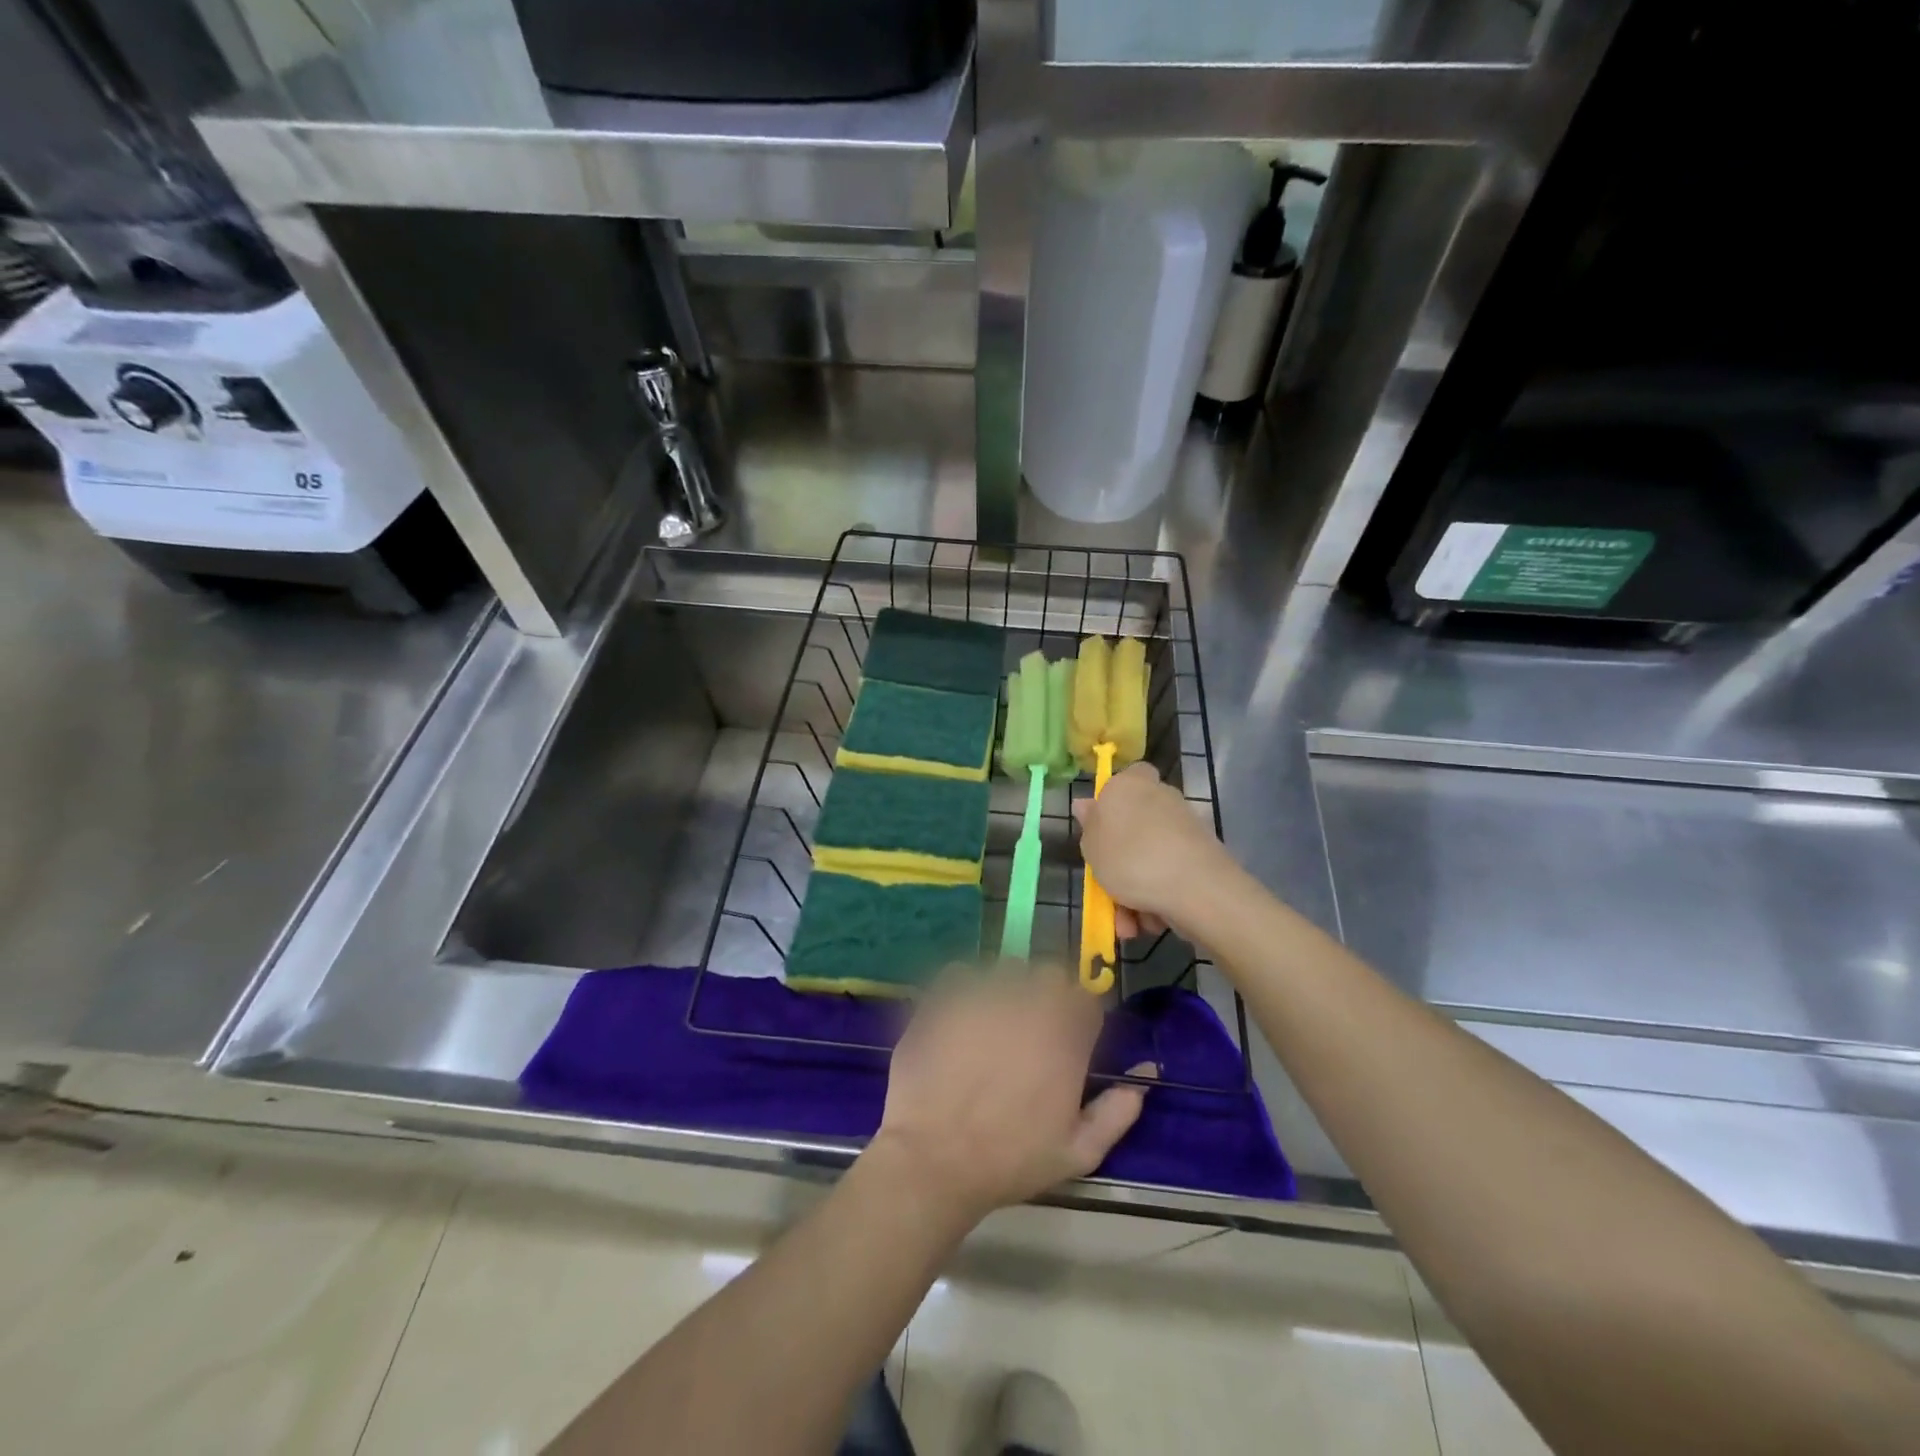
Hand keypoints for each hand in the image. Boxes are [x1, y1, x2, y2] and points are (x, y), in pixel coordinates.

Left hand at [868, 967, 1147, 1223]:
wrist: (934, 1160)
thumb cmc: (1010, 1161)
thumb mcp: (1078, 1153)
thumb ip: (1118, 1111)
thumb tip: (1146, 1073)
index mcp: (1065, 1038)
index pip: (1087, 1000)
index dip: (1079, 1016)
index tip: (1068, 1037)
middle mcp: (1029, 1005)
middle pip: (1049, 975)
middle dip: (1046, 995)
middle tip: (1029, 1030)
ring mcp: (984, 995)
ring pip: (1006, 970)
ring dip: (1006, 989)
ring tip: (991, 1024)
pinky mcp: (944, 996)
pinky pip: (961, 973)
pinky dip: (963, 988)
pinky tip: (959, 1018)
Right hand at [1074, 762, 1231, 939]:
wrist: (1196, 889)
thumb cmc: (1131, 859)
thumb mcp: (1092, 846)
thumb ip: (1088, 825)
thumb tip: (1085, 804)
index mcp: (1130, 785)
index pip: (1125, 778)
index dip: (1111, 802)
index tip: (1100, 831)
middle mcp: (1161, 797)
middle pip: (1133, 826)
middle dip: (1119, 863)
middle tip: (1107, 890)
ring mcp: (1184, 827)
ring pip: (1149, 858)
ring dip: (1135, 891)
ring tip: (1128, 923)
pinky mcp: (1202, 855)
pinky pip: (1169, 874)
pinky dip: (1158, 896)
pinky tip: (1151, 922)